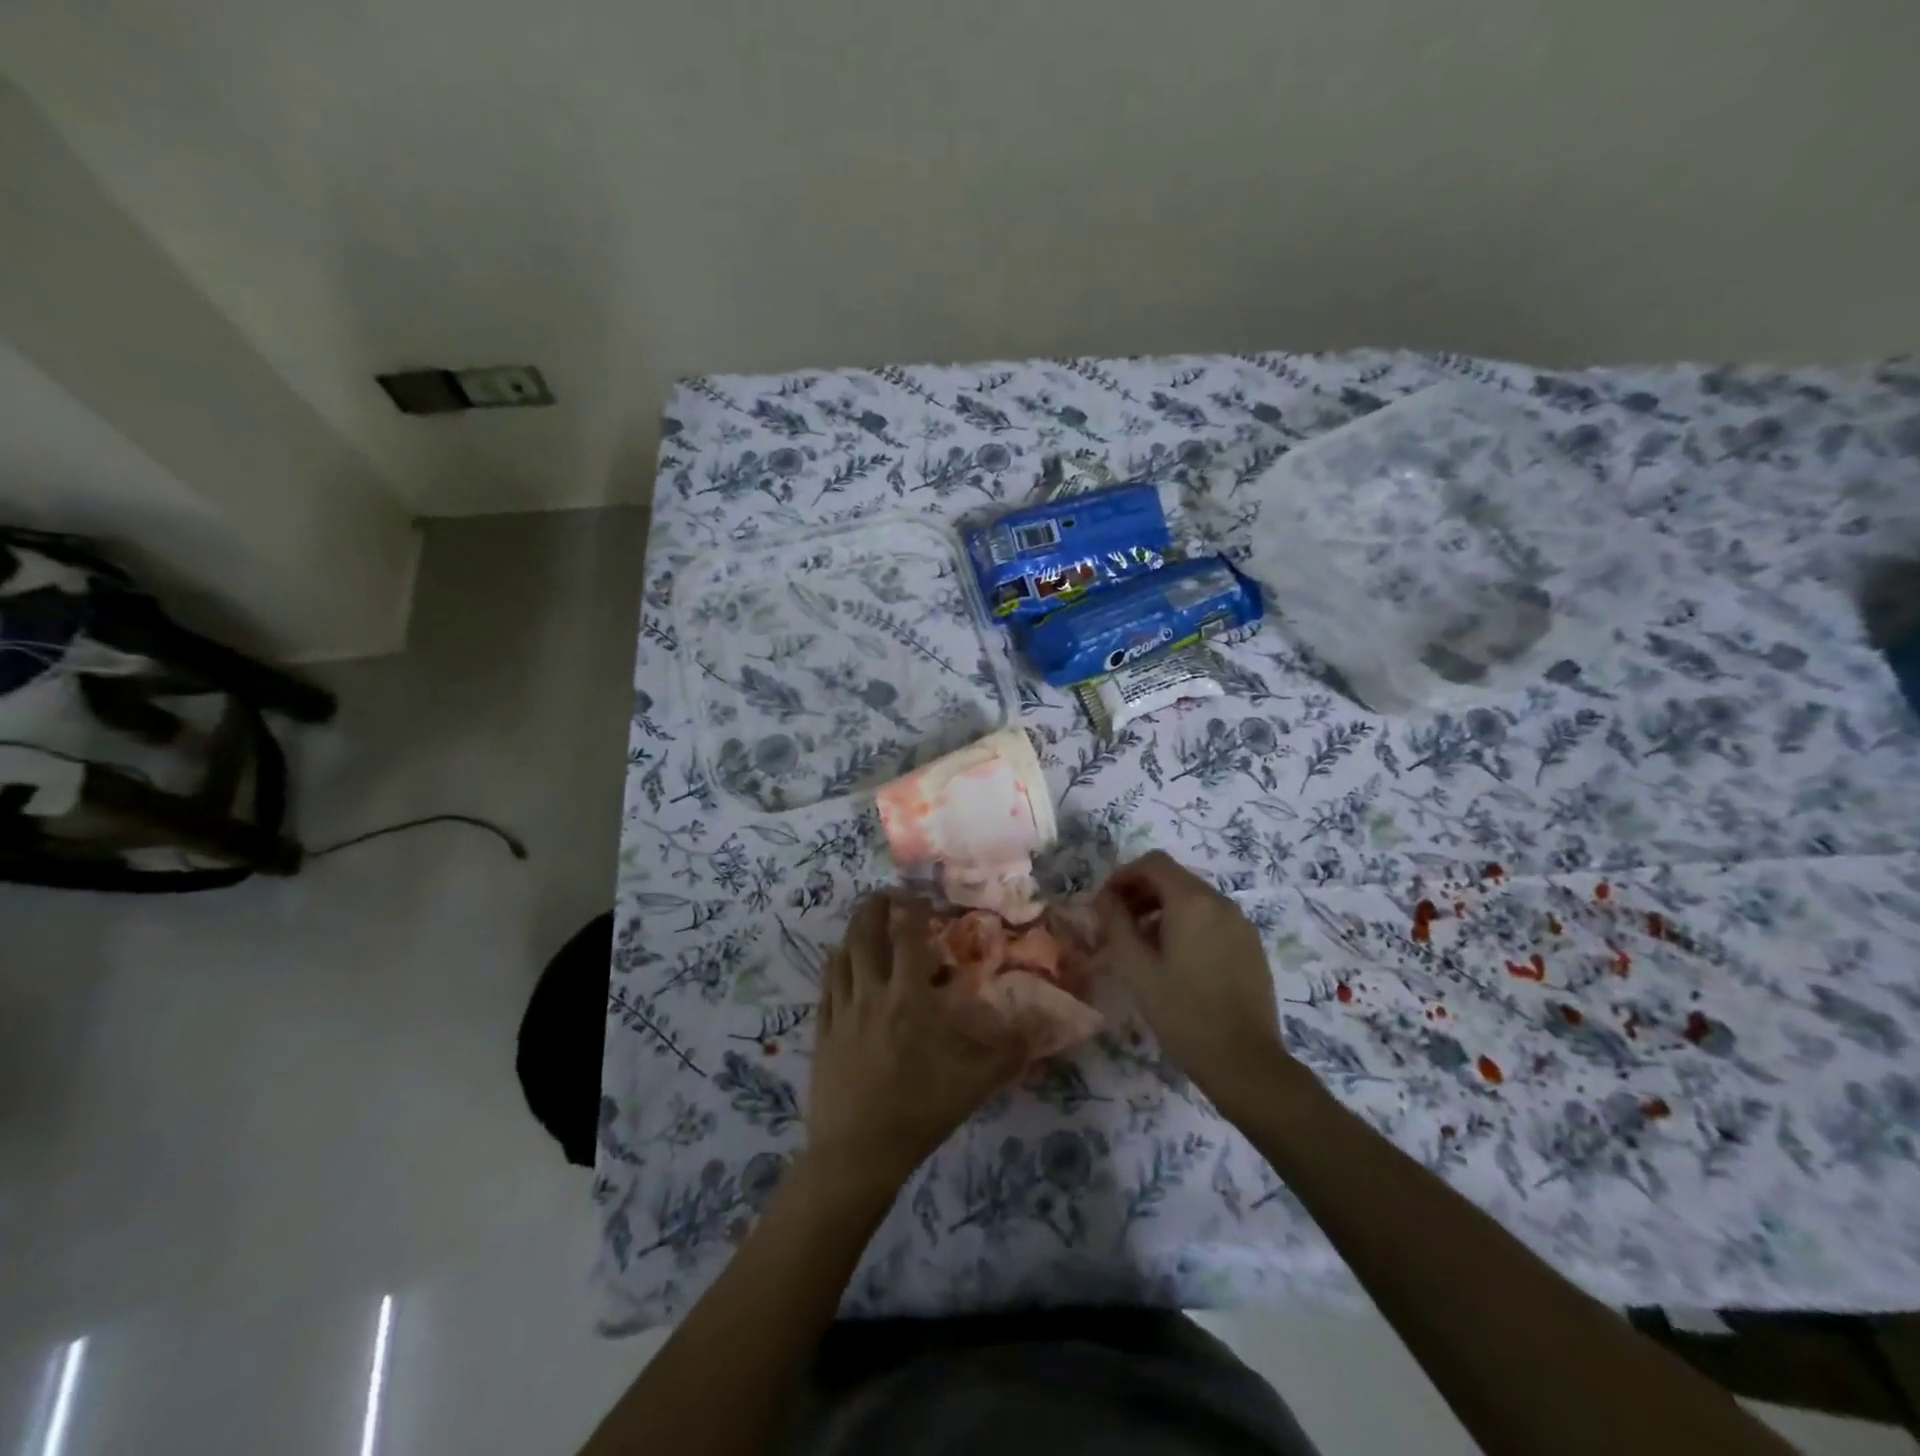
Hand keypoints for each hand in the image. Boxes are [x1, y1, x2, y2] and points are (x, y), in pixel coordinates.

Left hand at [809, 893, 1024, 1186]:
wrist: (857, 1154)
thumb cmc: (918, 1112)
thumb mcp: (973, 1085)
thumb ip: (1008, 1052)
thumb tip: (1042, 1027)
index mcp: (908, 999)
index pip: (908, 938)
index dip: (913, 910)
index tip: (920, 896)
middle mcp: (871, 994)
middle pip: (866, 935)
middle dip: (875, 908)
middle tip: (886, 894)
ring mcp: (841, 1012)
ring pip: (842, 956)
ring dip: (852, 930)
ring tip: (863, 919)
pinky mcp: (823, 1032)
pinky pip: (825, 986)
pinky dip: (833, 964)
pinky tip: (837, 960)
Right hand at [1095, 852, 1303, 1116]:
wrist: (1245, 1062)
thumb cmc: (1183, 1012)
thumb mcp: (1136, 968)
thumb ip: (1116, 924)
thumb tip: (1105, 898)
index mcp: (1192, 902)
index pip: (1154, 863)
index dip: (1124, 875)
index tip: (1105, 902)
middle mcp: (1221, 903)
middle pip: (1175, 878)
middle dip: (1142, 892)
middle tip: (1118, 924)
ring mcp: (1241, 924)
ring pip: (1194, 899)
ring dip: (1163, 909)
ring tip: (1143, 945)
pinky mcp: (1251, 946)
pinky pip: (1213, 919)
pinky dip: (1188, 924)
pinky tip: (1176, 960)